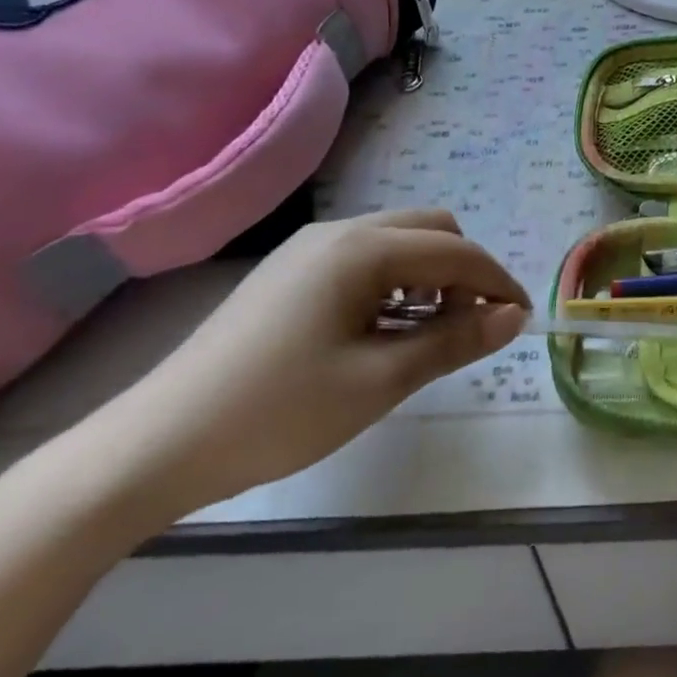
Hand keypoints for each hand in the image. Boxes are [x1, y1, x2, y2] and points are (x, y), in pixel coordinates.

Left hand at [78, 209, 528, 517]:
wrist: (155, 446)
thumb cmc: (278, 411)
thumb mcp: (380, 380)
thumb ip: (454, 341)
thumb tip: (513, 316)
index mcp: (363, 249)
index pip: (456, 252)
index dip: (498, 282)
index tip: (521, 321)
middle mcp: (338, 233)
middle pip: (431, 231)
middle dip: (465, 271)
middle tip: (471, 327)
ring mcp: (309, 251)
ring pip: (398, 244)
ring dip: (431, 278)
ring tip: (429, 336)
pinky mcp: (290, 274)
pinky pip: (365, 262)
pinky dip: (395, 285)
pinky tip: (385, 333)